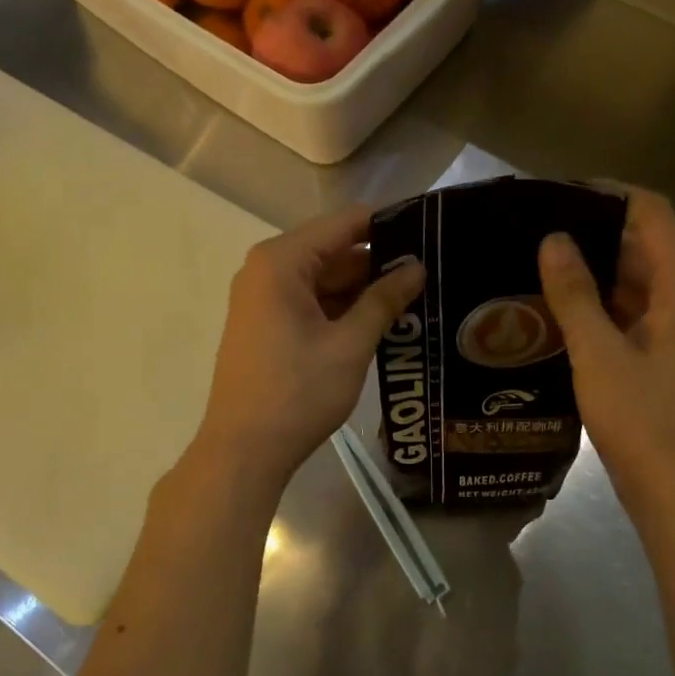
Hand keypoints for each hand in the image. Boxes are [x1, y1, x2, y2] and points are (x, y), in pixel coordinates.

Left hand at [193, 204, 424, 496]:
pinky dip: (342, 311)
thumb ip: (384, 300)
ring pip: (323, 280)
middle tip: (431, 274)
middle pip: (333, 251)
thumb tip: (416, 268)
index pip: (345, 223)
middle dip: (379, 263)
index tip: (430, 234)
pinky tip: (380, 323)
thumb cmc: (297, 393)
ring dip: (363, 291)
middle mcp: (266, 270)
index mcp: (282, 261)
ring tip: (416, 299)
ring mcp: (262, 300)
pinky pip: (310, 304)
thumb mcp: (350, 345)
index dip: (389, 224)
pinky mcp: (265, 326)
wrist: (243, 451)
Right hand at [538, 186, 674, 517]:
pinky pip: (627, 309)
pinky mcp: (660, 351)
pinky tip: (552, 307)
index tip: (555, 192)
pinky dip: (596, 302)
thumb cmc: (642, 419)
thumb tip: (553, 239)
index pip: (651, 212)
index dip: (606, 194)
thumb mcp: (598, 353)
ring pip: (632, 278)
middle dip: (591, 231)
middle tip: (533, 229)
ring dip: (590, 269)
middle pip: (642, 241)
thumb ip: (574, 294)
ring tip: (534, 262)